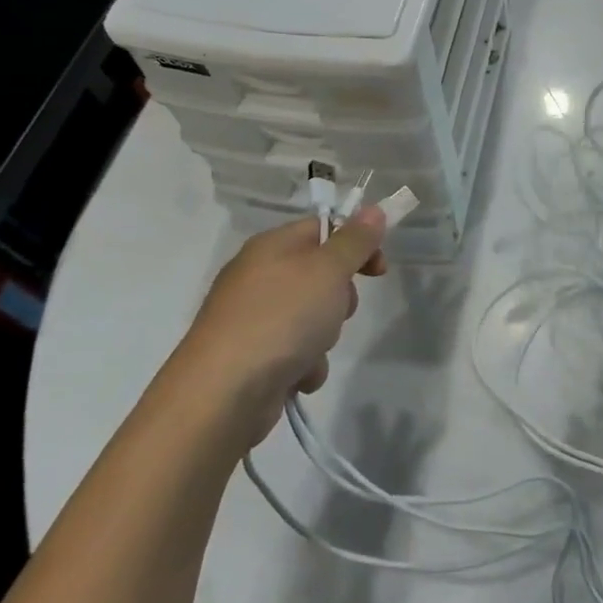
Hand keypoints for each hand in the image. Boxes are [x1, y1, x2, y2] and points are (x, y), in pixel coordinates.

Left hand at [177, 206, 386, 447]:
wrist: (223, 393)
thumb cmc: (281, 318)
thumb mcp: (328, 270)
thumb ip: (354, 241)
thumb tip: (373, 210)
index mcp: (272, 246)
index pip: (323, 228)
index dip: (357, 245)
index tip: (379, 270)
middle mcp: (258, 276)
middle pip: (320, 275)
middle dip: (340, 298)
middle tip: (339, 309)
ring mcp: (252, 318)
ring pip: (312, 317)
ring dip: (324, 337)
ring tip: (312, 350)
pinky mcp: (251, 356)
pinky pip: (295, 351)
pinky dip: (304, 364)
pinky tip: (296, 376)